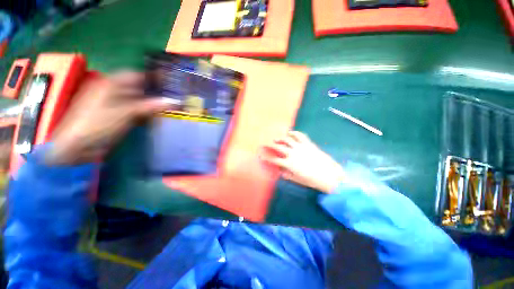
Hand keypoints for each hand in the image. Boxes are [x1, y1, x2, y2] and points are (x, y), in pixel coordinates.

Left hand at [46, 71, 172, 164]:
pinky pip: (135, 111)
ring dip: (152, 104)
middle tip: (173, 99)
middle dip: (156, 93)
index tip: (170, 84)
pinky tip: (156, 117)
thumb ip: (151, 106)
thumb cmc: (98, 124)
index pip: (137, 75)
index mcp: (111, 84)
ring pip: (139, 100)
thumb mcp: (126, 113)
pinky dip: (146, 113)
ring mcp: (114, 104)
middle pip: (139, 88)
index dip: (154, 78)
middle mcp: (113, 91)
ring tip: (169, 109)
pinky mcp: (117, 116)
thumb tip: (174, 102)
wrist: (77, 147)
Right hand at [262, 131, 345, 192]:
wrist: (329, 175)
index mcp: (289, 163)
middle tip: (265, 144)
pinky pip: (299, 135)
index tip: (262, 156)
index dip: (267, 158)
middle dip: (270, 145)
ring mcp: (300, 147)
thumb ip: (287, 174)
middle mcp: (292, 153)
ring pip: (287, 139)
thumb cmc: (312, 180)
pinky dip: (294, 133)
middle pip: (278, 147)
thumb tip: (280, 171)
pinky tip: (290, 133)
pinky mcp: (308, 143)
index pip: (274, 159)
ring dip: (280, 138)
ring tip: (276, 139)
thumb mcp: (297, 179)